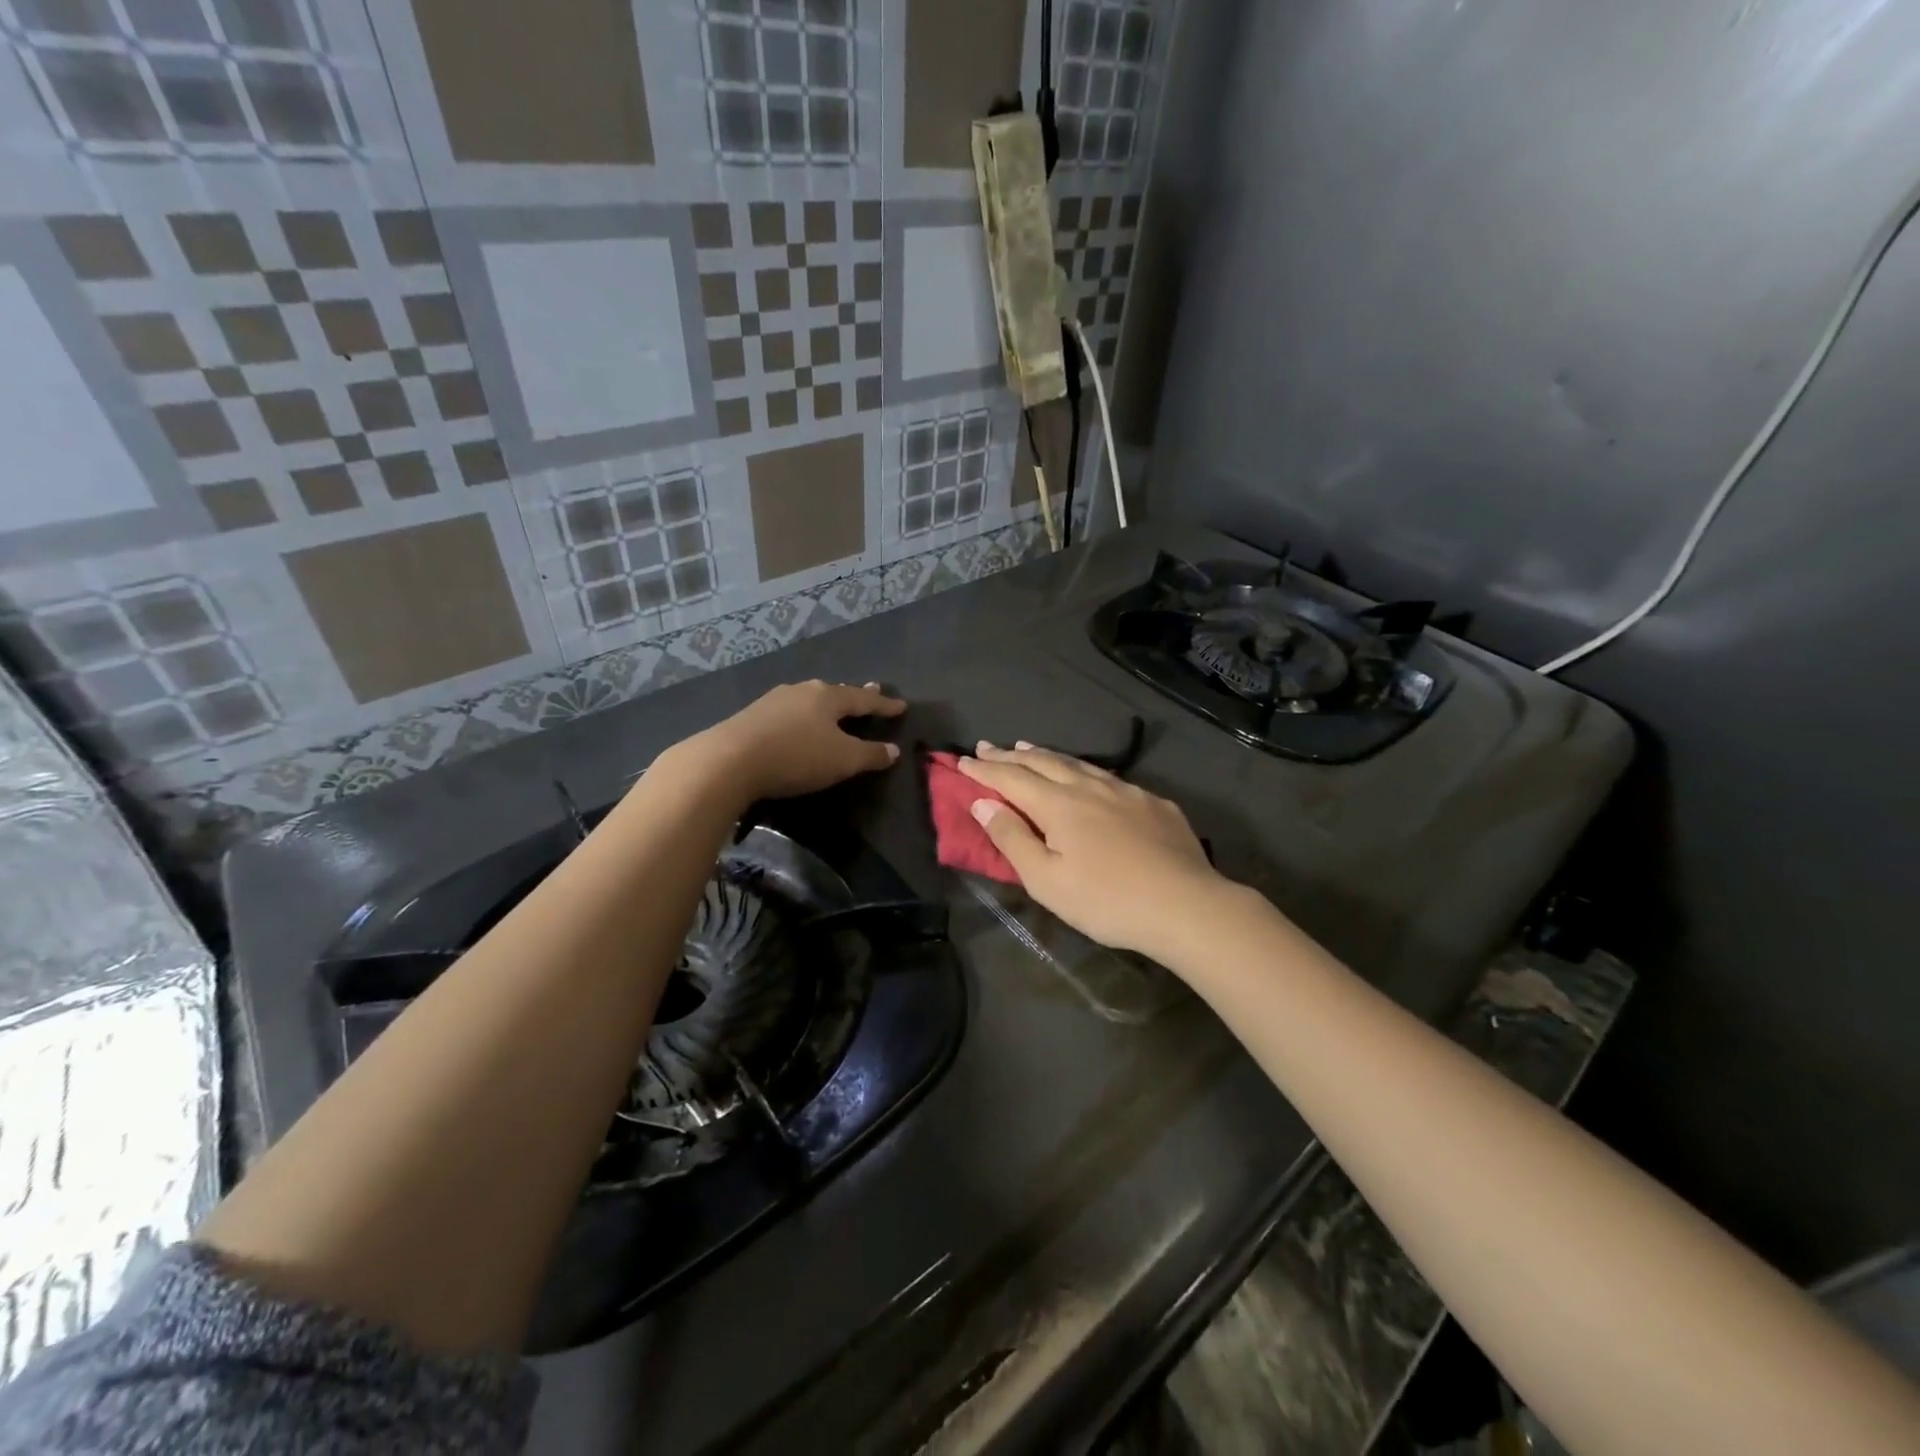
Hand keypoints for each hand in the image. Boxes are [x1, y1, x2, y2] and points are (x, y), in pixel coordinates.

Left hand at [681, 680, 905, 806]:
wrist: (728, 760)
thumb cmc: (796, 756)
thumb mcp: (842, 760)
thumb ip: (870, 755)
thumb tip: (893, 750)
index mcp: (828, 697)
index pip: (864, 699)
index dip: (884, 704)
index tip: (901, 705)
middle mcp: (802, 691)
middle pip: (835, 692)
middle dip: (854, 695)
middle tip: (871, 689)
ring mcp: (774, 701)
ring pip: (809, 699)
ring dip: (826, 704)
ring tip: (834, 706)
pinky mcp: (752, 716)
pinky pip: (789, 712)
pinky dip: (803, 716)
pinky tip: (798, 721)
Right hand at [958, 743, 1228, 960]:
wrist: (1186, 906)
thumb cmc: (1106, 900)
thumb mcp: (1047, 880)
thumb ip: (1012, 838)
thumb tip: (983, 802)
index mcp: (1059, 804)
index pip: (1011, 778)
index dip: (984, 770)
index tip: (962, 761)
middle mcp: (1090, 787)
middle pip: (1043, 762)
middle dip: (1010, 755)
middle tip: (987, 747)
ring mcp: (1126, 791)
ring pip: (1078, 764)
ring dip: (1047, 755)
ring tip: (1028, 748)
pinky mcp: (1154, 803)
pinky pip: (1109, 777)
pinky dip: (1084, 771)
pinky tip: (1088, 777)